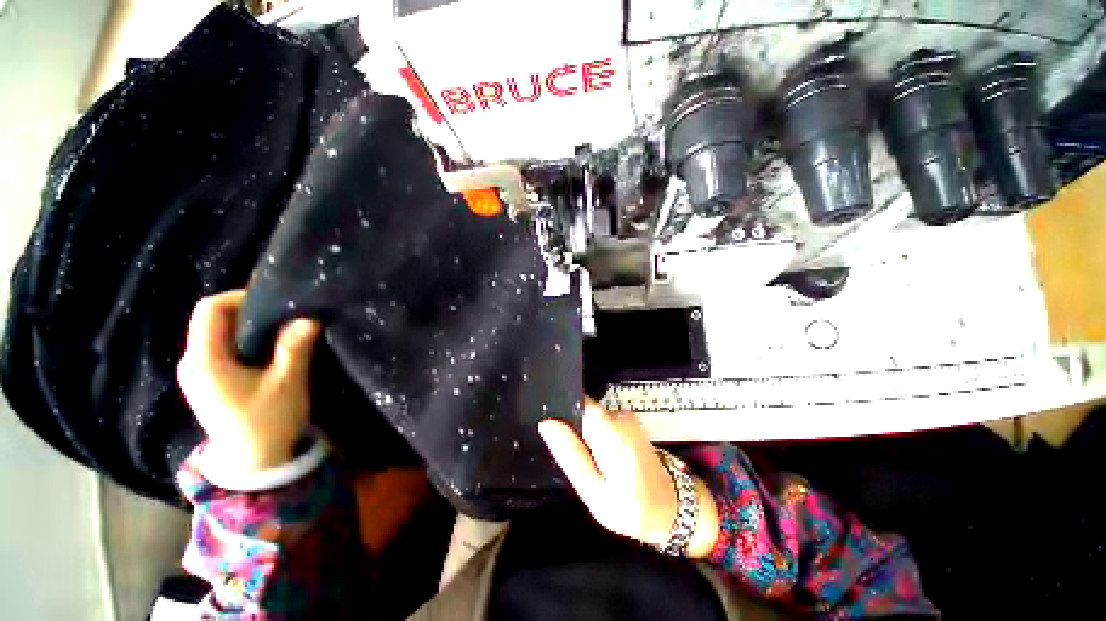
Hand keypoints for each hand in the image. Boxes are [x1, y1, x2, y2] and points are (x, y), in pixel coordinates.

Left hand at [177, 290, 320, 473]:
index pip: (209, 309)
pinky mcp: (207, 382)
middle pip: (212, 319)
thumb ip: (294, 347)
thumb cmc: (268, 422)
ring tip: (281, 332)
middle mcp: (193, 363)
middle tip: (284, 317)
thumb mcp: (287, 383)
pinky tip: (268, 351)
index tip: (273, 302)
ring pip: (217, 334)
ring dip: (248, 327)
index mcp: (205, 361)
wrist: (254, 463)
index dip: (239, 297)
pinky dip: (243, 341)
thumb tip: (308, 318)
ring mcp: (197, 374)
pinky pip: (221, 348)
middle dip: (248, 312)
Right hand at [539, 401, 718, 557]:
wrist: (670, 506)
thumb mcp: (593, 491)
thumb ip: (570, 455)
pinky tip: (597, 454)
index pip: (579, 404)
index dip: (561, 411)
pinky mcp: (629, 419)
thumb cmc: (631, 508)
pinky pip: (601, 418)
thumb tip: (547, 423)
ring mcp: (627, 416)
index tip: (551, 429)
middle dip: (571, 426)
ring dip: (583, 431)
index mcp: (613, 434)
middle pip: (583, 408)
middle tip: (569, 455)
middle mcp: (621, 417)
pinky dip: (594, 432)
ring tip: (585, 458)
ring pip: (591, 414)